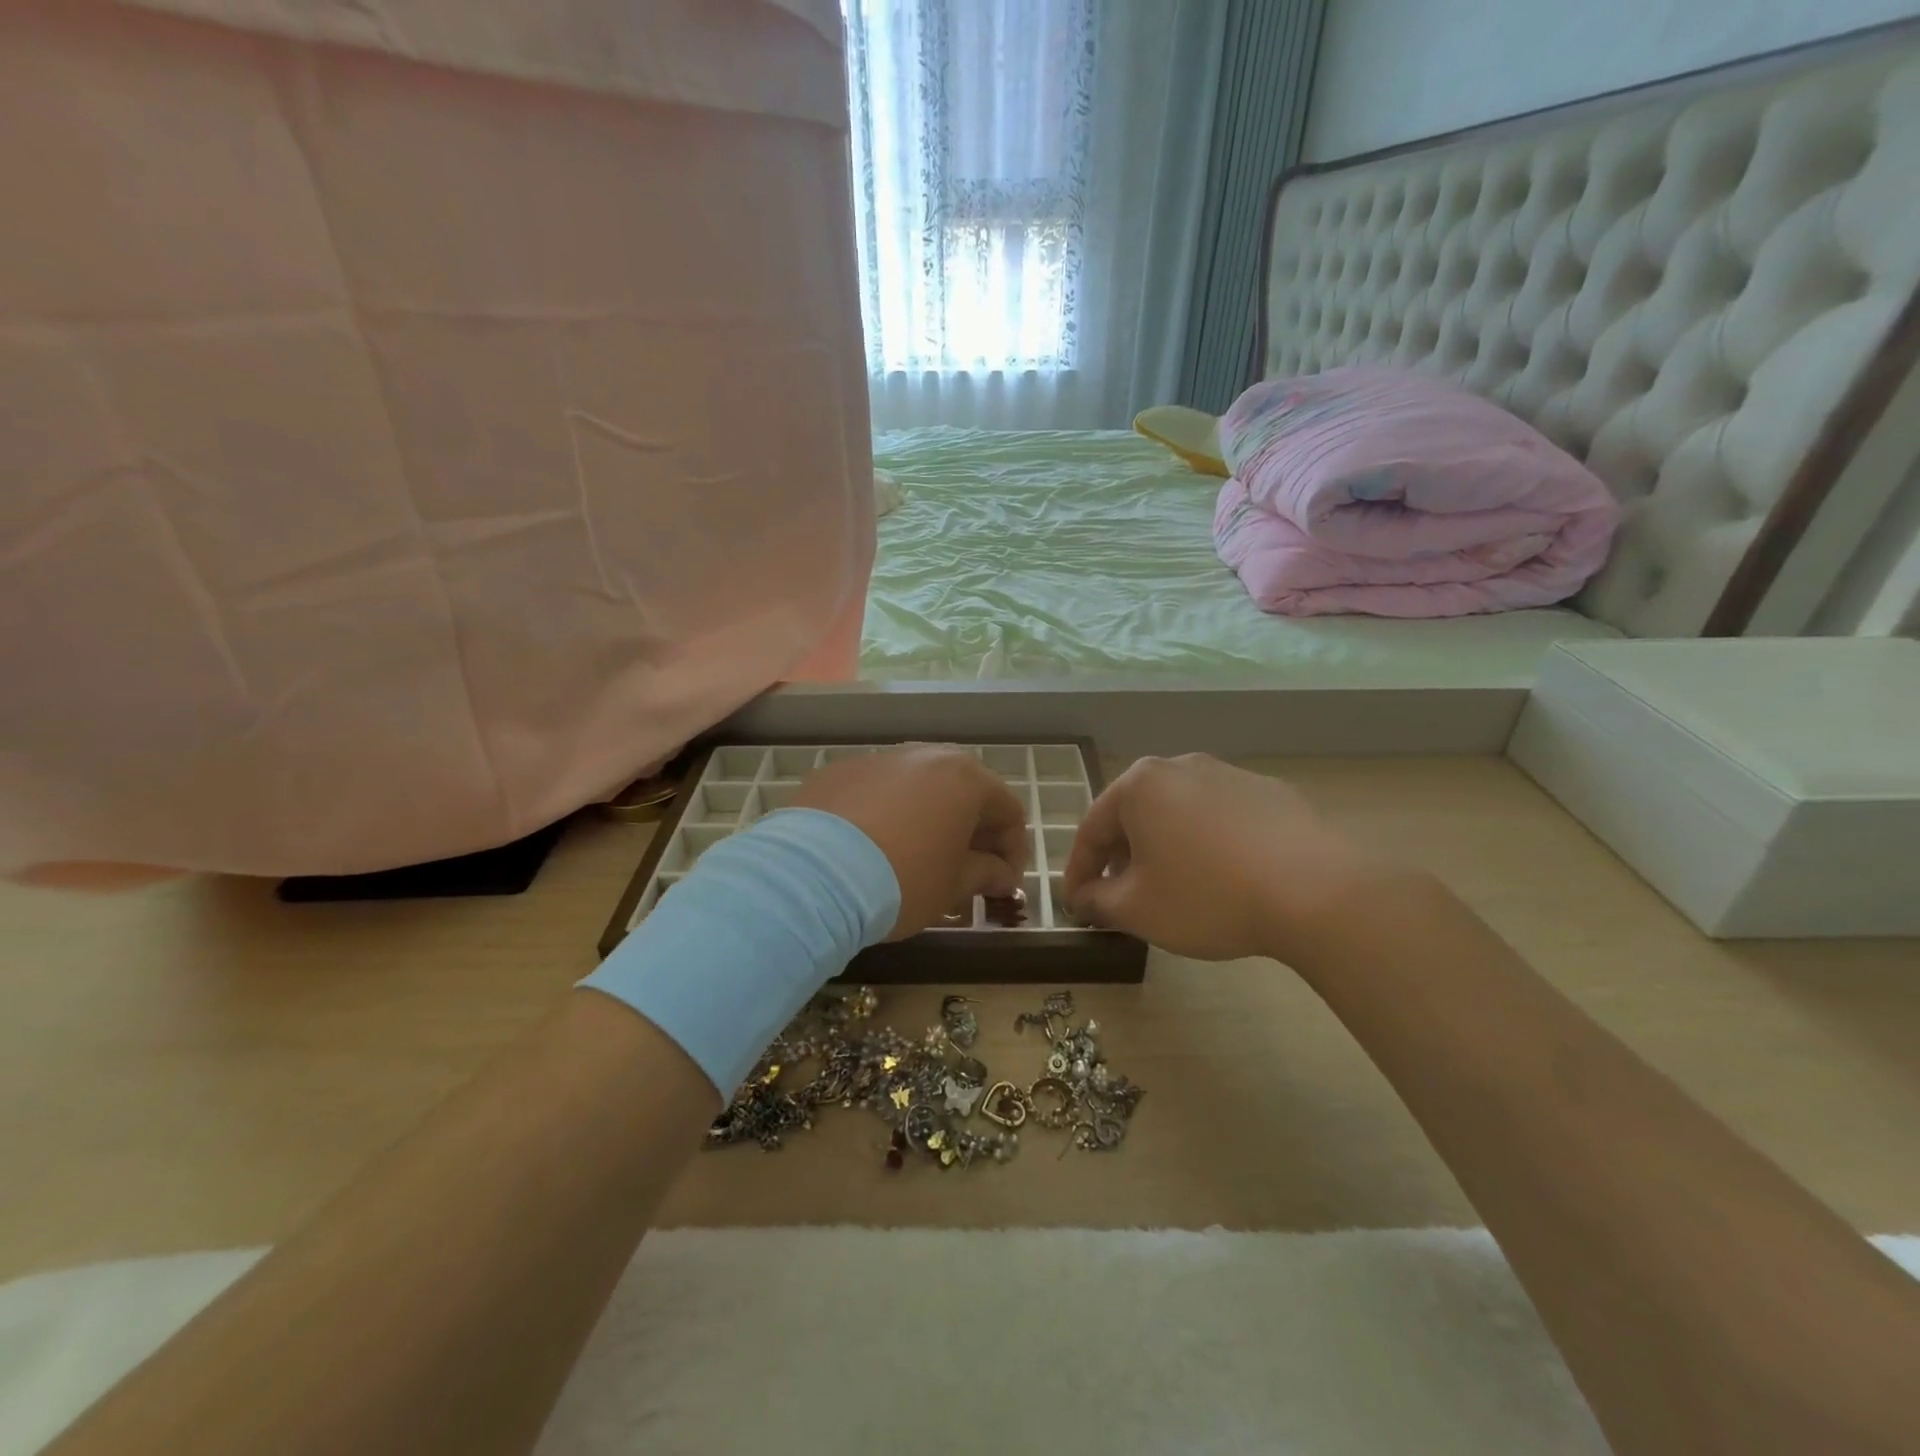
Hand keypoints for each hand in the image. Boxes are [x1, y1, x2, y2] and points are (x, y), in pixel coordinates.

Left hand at [794, 746, 1027, 939]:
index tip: (1004, 884)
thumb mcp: (953, 886)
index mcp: (964, 777)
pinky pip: (874, 792)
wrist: (814, 875)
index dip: (1013, 849)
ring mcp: (877, 759)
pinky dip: (884, 815)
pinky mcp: (837, 772)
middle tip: (967, 870)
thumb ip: (985, 874)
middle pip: (962, 791)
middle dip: (971, 831)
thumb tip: (1001, 876)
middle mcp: (924, 755)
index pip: (1008, 809)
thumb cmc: (903, 879)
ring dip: (927, 819)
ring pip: (916, 788)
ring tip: (917, 858)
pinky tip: (871, 849)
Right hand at [1063, 754, 1384, 962]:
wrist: (1316, 890)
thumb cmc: (1208, 896)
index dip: (1079, 871)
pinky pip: (1220, 817)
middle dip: (1121, 856)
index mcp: (1139, 786)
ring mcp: (1228, 774)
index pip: (1091, 830)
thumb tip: (1083, 898)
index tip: (1076, 903)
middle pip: (1134, 814)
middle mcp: (1179, 766)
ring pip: (1178, 812)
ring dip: (1163, 846)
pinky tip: (1223, 875)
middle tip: (1118, 895)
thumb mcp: (1137, 910)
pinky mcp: (1270, 791)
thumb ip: (1098, 901)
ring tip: (1171, 886)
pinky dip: (1207, 842)